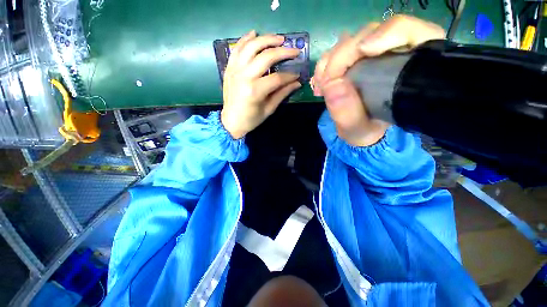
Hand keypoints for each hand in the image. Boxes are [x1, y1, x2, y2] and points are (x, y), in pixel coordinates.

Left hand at [221, 30, 301, 138]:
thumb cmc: (251, 119)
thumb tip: (297, 83)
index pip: (277, 78)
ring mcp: (235, 70)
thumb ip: (282, 94)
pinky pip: (237, 49)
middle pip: (266, 56)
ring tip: (279, 39)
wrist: (231, 121)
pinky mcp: (229, 68)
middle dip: (283, 52)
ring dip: (267, 39)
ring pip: (252, 46)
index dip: (290, 76)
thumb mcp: (268, 109)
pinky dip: (246, 39)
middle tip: (294, 50)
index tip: (298, 75)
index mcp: (255, 91)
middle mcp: (244, 76)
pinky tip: (255, 33)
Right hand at [312, 15, 444, 146]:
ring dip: (331, 60)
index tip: (364, 51)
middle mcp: (393, 55)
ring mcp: (371, 54)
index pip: (413, 33)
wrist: (359, 131)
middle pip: (372, 33)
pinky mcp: (354, 59)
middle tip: (327, 81)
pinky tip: (320, 82)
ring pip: (351, 40)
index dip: (389, 33)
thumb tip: (333, 84)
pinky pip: (337, 51)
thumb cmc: (365, 131)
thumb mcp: (358, 130)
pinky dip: (325, 65)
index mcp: (410, 70)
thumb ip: (349, 114)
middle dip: (345, 54)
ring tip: (321, 85)